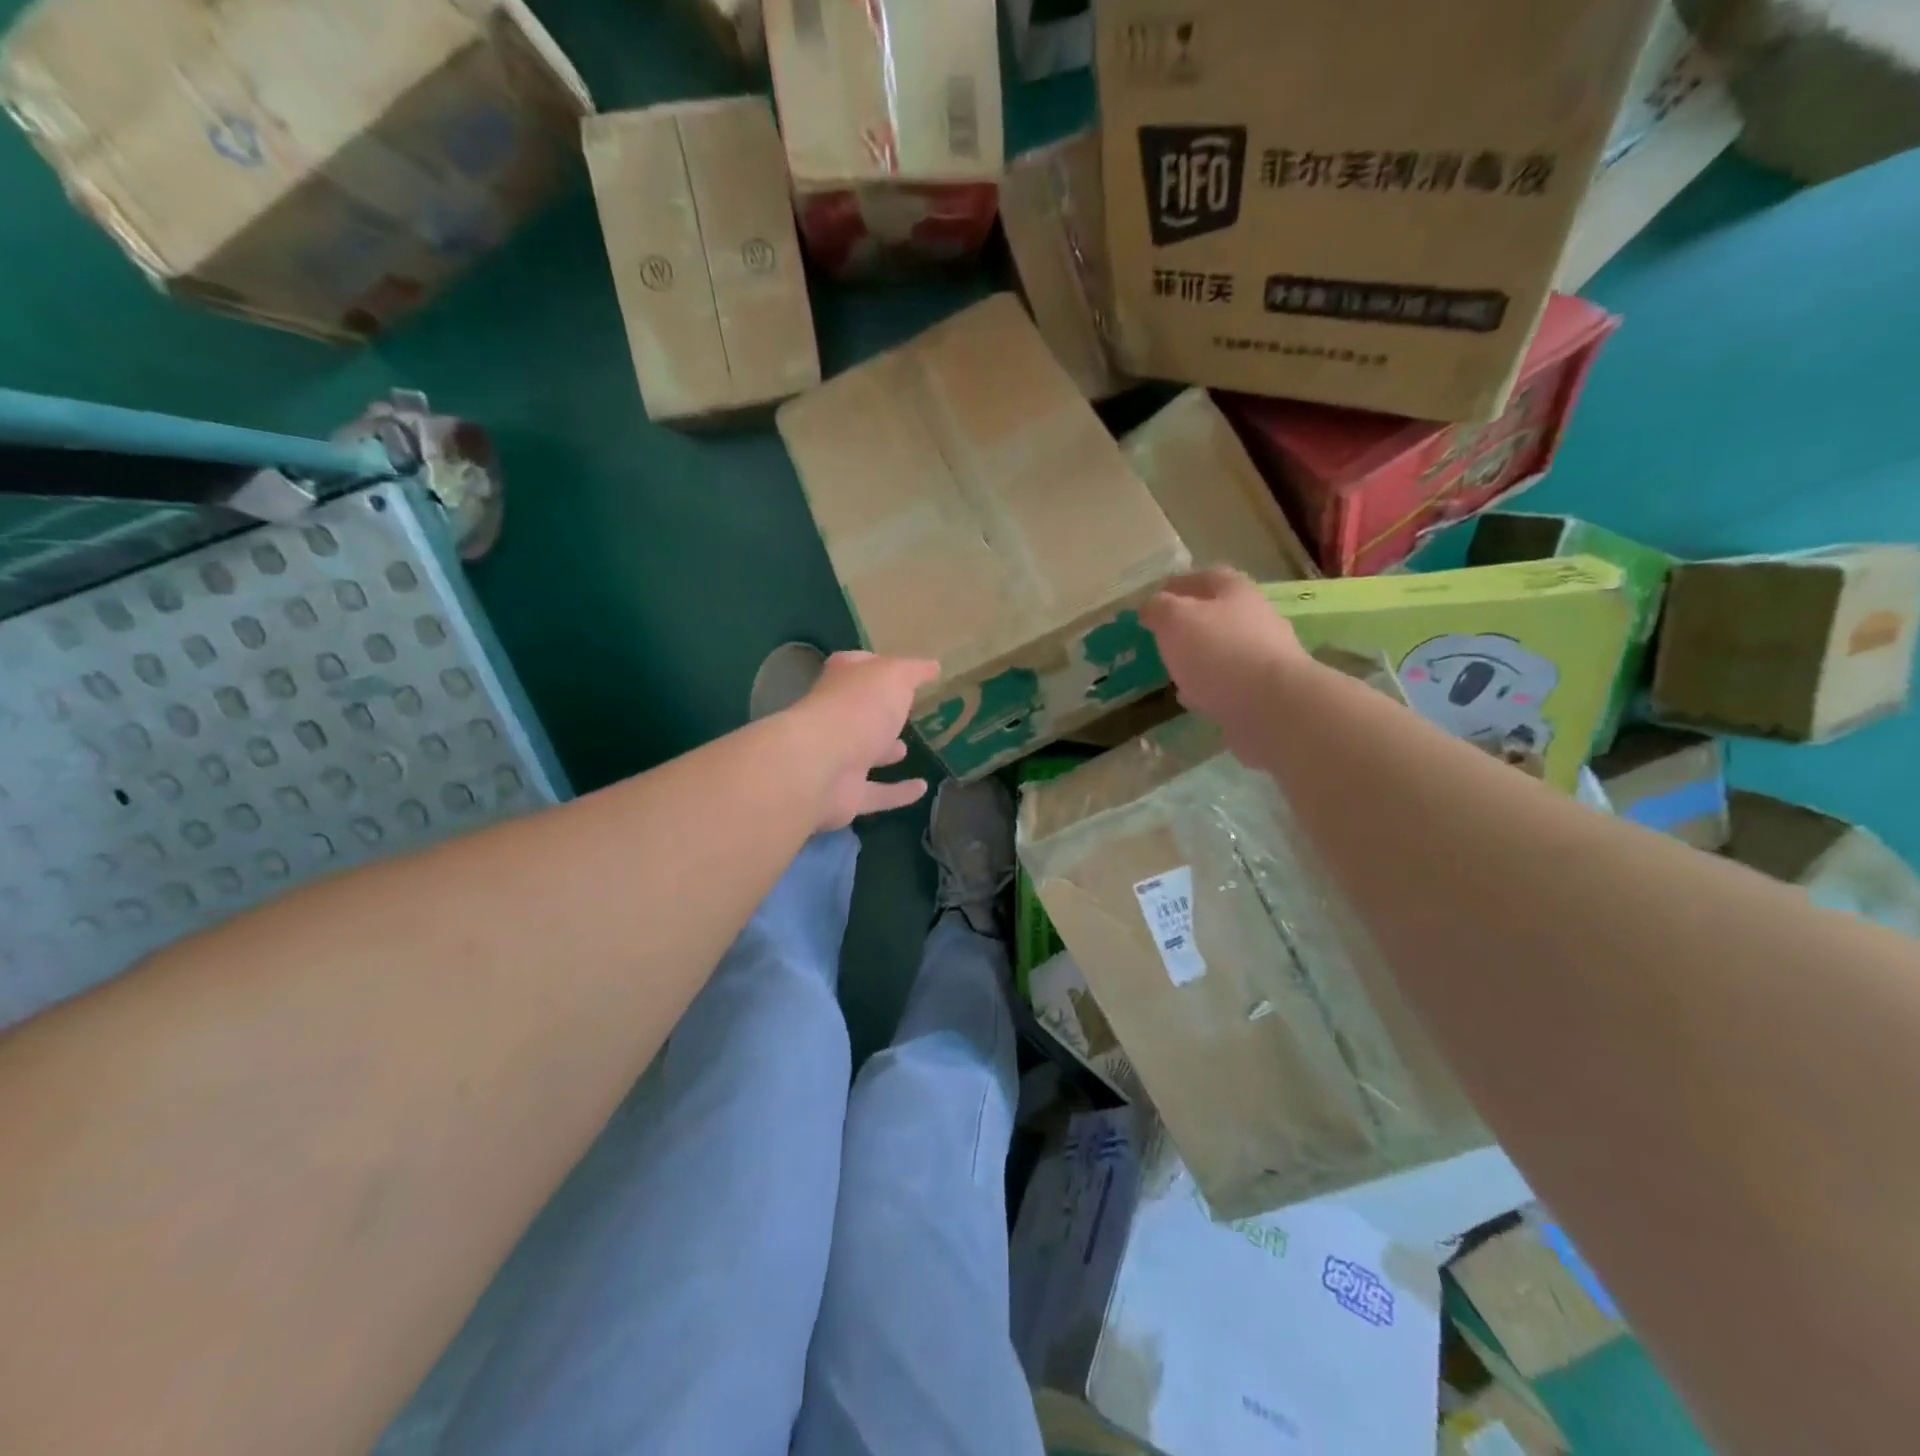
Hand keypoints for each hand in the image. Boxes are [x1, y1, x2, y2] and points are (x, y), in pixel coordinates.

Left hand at [789, 651, 940, 829]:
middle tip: (904, 713)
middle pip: (858, 712)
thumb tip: (932, 666)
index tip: (900, 670)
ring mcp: (837, 758)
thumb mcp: (893, 676)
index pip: (856, 666)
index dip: (875, 665)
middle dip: (877, 713)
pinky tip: (922, 788)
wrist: (822, 765)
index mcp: (842, 682)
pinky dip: (898, 793)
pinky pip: (877, 793)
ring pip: (863, 753)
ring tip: (906, 748)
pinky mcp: (846, 795)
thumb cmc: (858, 708)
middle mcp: (835, 718)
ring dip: (883, 752)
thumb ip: (913, 671)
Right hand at [1141, 569, 1305, 749]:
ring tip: (1174, 668)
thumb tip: (1150, 606)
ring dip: (1200, 656)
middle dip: (1191, 622)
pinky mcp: (1266, 690)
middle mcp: (1257, 617)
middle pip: (1220, 613)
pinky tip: (1192, 697)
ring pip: (1225, 649)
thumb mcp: (1174, 620)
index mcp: (1236, 591)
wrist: (1271, 705)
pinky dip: (1209, 686)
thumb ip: (1158, 608)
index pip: (1206, 576)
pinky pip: (1231, 682)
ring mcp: (1266, 655)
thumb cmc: (1218, 651)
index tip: (1156, 597)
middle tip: (1163, 635)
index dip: (1179, 584)